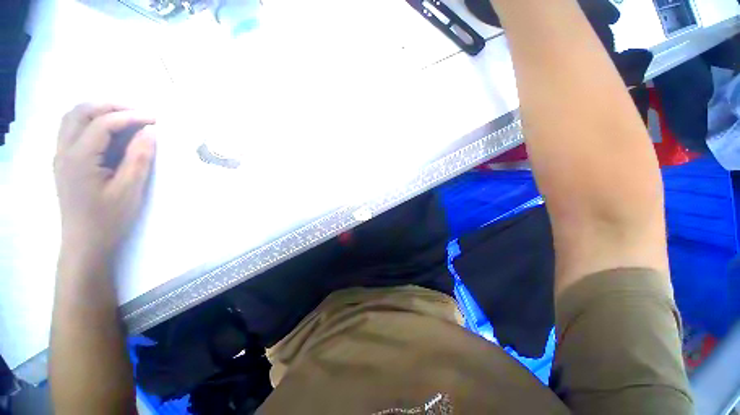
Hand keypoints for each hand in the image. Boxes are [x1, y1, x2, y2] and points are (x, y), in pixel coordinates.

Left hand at [54, 103, 156, 259]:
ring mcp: (61, 156)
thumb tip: (150, 132)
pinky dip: (92, 123)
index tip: (155, 119)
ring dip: (99, 111)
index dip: (130, 116)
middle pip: (80, 112)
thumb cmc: (109, 219)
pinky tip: (110, 132)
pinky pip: (73, 131)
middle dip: (111, 106)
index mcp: (79, 158)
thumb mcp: (130, 190)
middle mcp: (64, 151)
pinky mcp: (65, 162)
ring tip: (126, 118)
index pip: (102, 123)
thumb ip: (139, 157)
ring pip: (73, 118)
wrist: (85, 243)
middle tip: (139, 113)